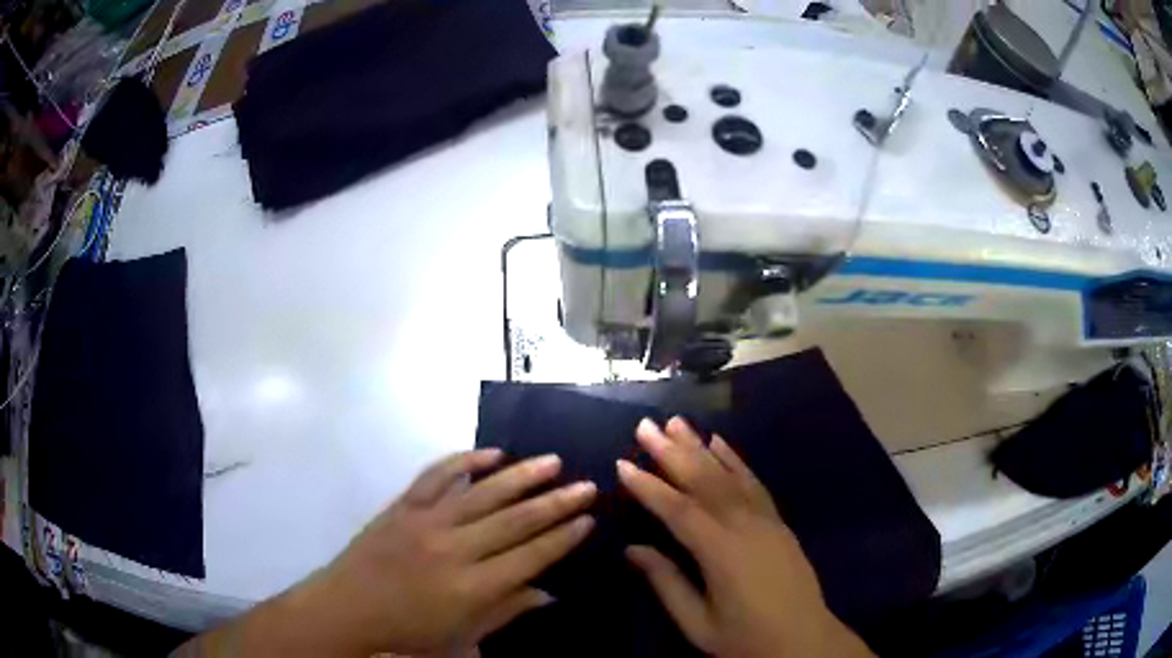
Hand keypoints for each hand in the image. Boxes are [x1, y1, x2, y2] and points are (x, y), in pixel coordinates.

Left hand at [186, 450, 595, 656]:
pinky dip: (464, 461)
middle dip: (556, 502)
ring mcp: (425, 522)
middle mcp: (453, 549)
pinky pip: (436, 476)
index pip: (530, 556)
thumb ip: (506, 613)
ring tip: (552, 461)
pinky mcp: (402, 507)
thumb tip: (549, 593)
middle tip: (587, 484)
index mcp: (471, 588)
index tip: (589, 518)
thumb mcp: (462, 639)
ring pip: (482, 492)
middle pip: (515, 520)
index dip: (563, 537)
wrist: (345, 611)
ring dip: (520, 475)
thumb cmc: (406, 635)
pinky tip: (490, 452)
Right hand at [619, 418, 871, 657]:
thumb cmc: (745, 638)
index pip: (677, 510)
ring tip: (677, 422)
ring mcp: (766, 519)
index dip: (648, 486)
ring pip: (729, 475)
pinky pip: (755, 483)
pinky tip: (721, 443)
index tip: (622, 463)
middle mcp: (744, 525)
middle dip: (672, 451)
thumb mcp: (698, 622)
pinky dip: (736, 460)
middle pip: (704, 481)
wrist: (804, 639)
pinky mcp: (779, 521)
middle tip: (646, 425)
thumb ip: (666, 582)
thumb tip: (633, 549)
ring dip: (701, 447)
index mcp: (721, 552)